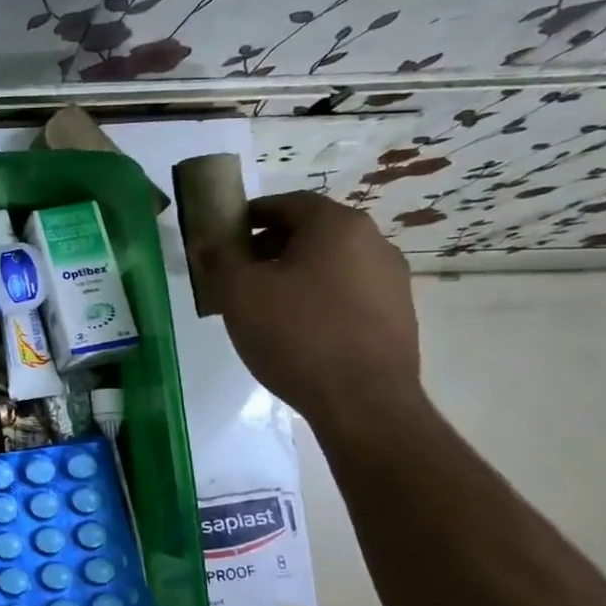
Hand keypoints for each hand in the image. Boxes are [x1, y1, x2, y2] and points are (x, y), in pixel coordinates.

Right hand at [200, 191, 427, 440]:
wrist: (363, 402)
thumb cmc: (295, 333)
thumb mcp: (239, 292)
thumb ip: (219, 258)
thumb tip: (208, 241)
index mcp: (336, 225)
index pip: (287, 203)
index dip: (250, 216)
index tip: (224, 237)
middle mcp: (373, 242)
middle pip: (310, 233)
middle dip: (269, 248)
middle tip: (236, 274)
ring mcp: (392, 281)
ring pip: (329, 265)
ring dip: (293, 275)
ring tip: (262, 307)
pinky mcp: (398, 316)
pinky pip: (346, 294)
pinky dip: (317, 300)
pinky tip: (295, 331)